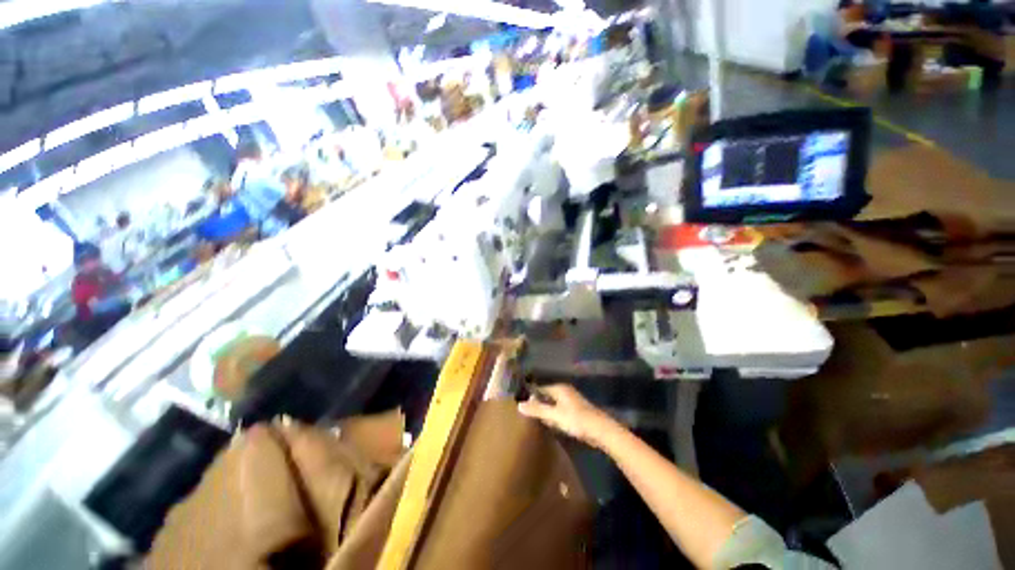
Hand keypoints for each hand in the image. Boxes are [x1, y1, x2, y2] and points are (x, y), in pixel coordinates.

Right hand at [518, 384, 618, 449]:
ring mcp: (572, 400)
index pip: (540, 388)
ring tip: (537, 418)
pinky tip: (552, 423)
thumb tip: (519, 404)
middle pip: (547, 394)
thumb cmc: (575, 419)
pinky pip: (560, 409)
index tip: (521, 402)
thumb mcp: (553, 415)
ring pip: (554, 402)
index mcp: (559, 388)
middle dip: (539, 402)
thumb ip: (537, 410)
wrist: (600, 430)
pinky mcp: (577, 410)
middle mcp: (565, 391)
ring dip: (547, 409)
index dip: (531, 395)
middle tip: (527, 412)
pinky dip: (555, 414)